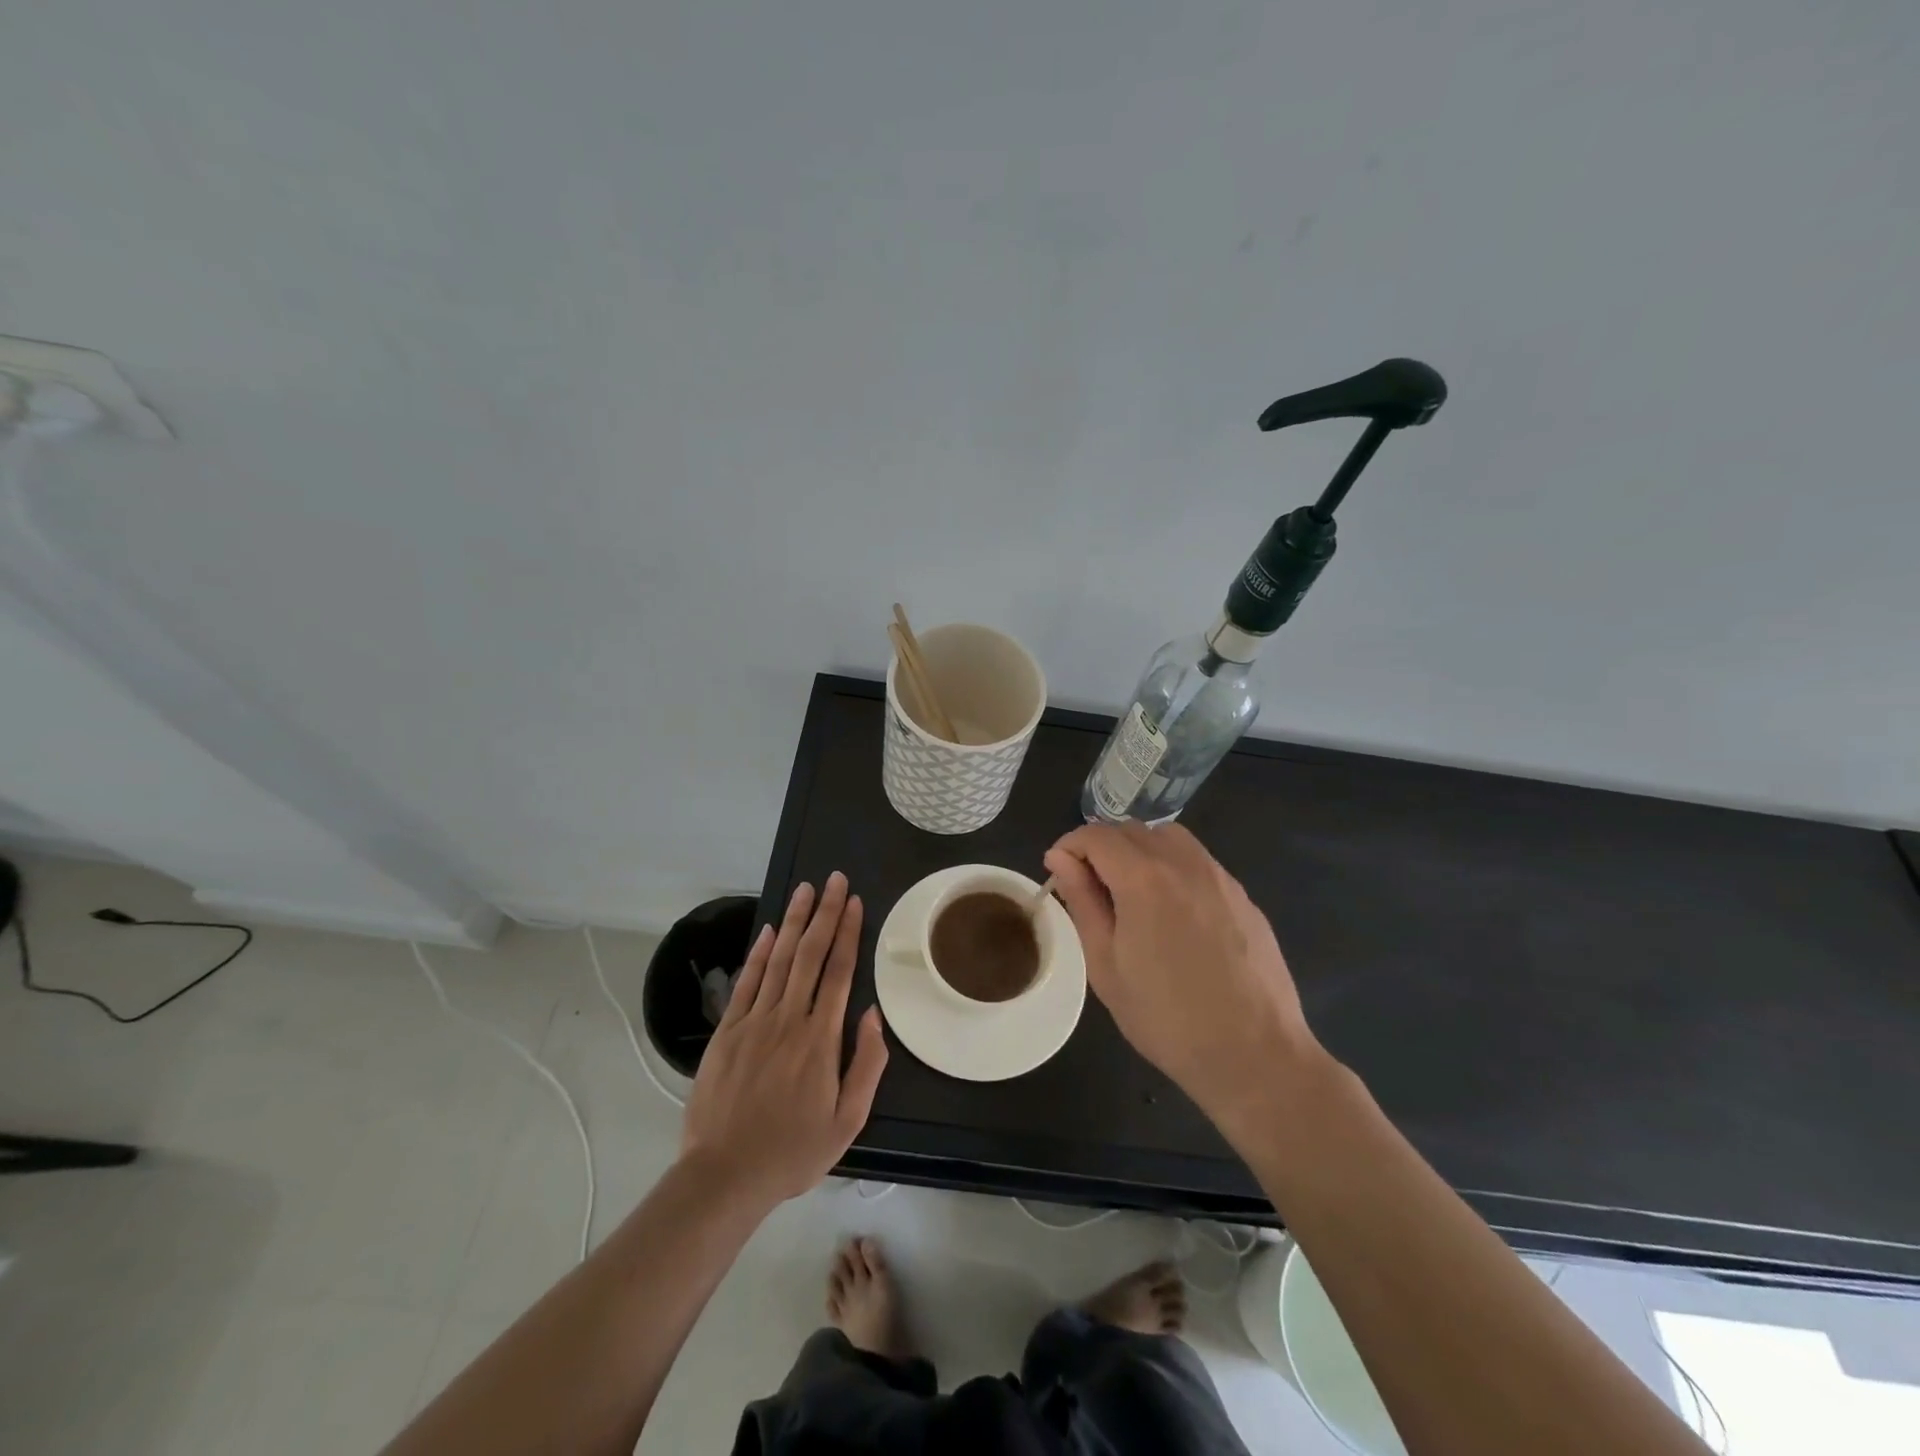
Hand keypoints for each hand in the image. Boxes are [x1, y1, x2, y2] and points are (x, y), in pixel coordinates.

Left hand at [680, 872, 888, 1208]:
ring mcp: (753, 1022)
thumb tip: (872, 1014)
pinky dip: (758, 953)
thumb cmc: (792, 1152)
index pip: (838, 971)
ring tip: (806, 890)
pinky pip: (746, 982)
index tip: (854, 902)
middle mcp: (788, 1019)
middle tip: (834, 880)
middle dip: (824, 913)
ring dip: (793, 922)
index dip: (847, 932)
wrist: (723, 1176)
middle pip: (810, 954)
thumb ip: (866, 1065)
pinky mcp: (726, 1032)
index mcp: (820, 1039)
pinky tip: (768, 931)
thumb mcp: (847, 1121)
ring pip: (778, 959)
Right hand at [1044, 822, 1322, 1137]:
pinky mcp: (1243, 896)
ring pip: (1169, 837)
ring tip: (1131, 893)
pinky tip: (1173, 912)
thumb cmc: (1166, 1018)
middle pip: (1132, 829)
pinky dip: (1174, 867)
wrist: (1255, 1055)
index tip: (1059, 872)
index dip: (1070, 846)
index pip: (1096, 835)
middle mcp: (1184, 863)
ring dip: (1140, 850)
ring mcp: (1220, 877)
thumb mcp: (1106, 965)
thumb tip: (1061, 859)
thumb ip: (1082, 902)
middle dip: (1102, 846)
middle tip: (1090, 887)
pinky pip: (1199, 861)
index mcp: (1143, 878)